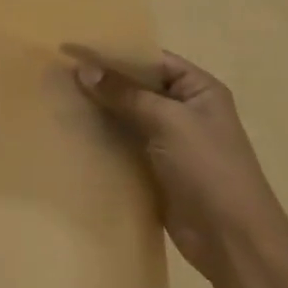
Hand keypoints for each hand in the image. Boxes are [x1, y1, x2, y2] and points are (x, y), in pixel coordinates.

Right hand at [63, 45, 287, 286]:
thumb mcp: (168, 122)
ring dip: (97, 110)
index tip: (74, 49)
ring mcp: (168, 141)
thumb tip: (83, 68)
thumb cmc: (208, 169)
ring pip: (125, 116)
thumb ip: (125, 94)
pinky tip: (70, 132)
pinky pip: (122, 143)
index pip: (152, 60)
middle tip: (57, 73)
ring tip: (56, 99)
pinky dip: (99, 138)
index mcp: (199, 90)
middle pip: (136, 87)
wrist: (230, 238)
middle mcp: (184, 110)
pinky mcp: (153, 168)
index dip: (115, 52)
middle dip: (101, 80)